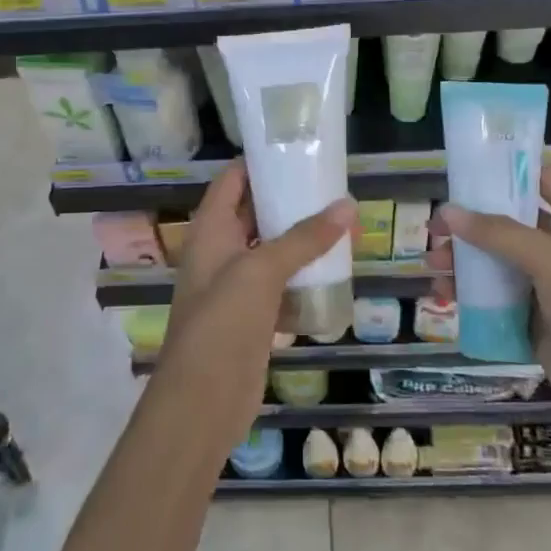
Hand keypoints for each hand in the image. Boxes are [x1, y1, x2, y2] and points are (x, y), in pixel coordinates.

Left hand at [158, 160, 355, 450]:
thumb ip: (304, 238)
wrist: (203, 401)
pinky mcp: (253, 318)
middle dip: (289, 200)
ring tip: (342, 222)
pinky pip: (280, 286)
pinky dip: (303, 276)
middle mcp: (220, 253)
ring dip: (300, 239)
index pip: (232, 181)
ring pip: (271, 251)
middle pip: (254, 214)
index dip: (259, 163)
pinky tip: (334, 270)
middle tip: (332, 186)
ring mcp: (235, 287)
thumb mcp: (261, 271)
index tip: (298, 149)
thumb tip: (347, 205)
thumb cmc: (223, 324)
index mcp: (210, 231)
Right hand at [430, 166, 550, 365]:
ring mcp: (550, 287)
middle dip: (471, 223)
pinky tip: (444, 296)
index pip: (543, 180)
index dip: (508, 172)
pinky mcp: (535, 321)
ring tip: (433, 268)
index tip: (465, 174)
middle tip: (434, 231)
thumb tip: (448, 211)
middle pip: (510, 222)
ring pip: (498, 262)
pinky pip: (496, 299)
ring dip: (464, 261)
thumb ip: (499, 233)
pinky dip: (470, 295)